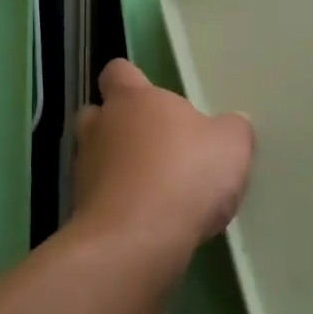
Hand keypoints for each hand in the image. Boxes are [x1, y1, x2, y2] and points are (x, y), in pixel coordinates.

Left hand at [73, 59, 254, 259]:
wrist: (136, 240)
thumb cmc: (185, 175)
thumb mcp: (231, 146)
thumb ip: (232, 129)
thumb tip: (232, 124)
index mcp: (133, 99)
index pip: (118, 72)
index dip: (131, 80)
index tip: (151, 95)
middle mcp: (100, 127)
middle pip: (98, 115)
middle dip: (119, 127)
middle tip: (154, 145)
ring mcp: (84, 169)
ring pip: (96, 158)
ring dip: (117, 169)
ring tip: (152, 189)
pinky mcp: (80, 210)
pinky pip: (99, 198)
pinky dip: (117, 205)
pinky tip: (146, 222)